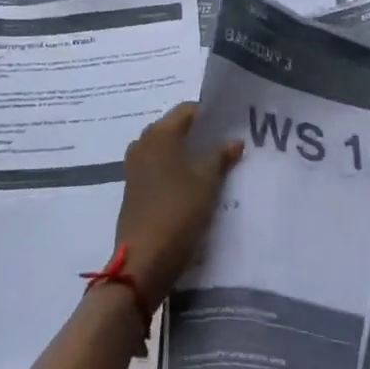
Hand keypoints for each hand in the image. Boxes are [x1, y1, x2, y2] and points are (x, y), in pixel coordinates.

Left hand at [115, 104, 242, 306]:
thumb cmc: (178, 210)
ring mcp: (135, 167)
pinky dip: (177, 170)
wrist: (144, 259)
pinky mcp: (134, 188)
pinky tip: (196, 184)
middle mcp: (142, 143)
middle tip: (227, 145)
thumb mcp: (207, 181)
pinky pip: (160, 168)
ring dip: (189, 154)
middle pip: (176, 128)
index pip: (188, 110)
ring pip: (168, 150)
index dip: (211, 114)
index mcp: (159, 134)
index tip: (232, 125)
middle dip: (200, 135)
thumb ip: (221, 155)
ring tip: (215, 165)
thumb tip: (234, 140)